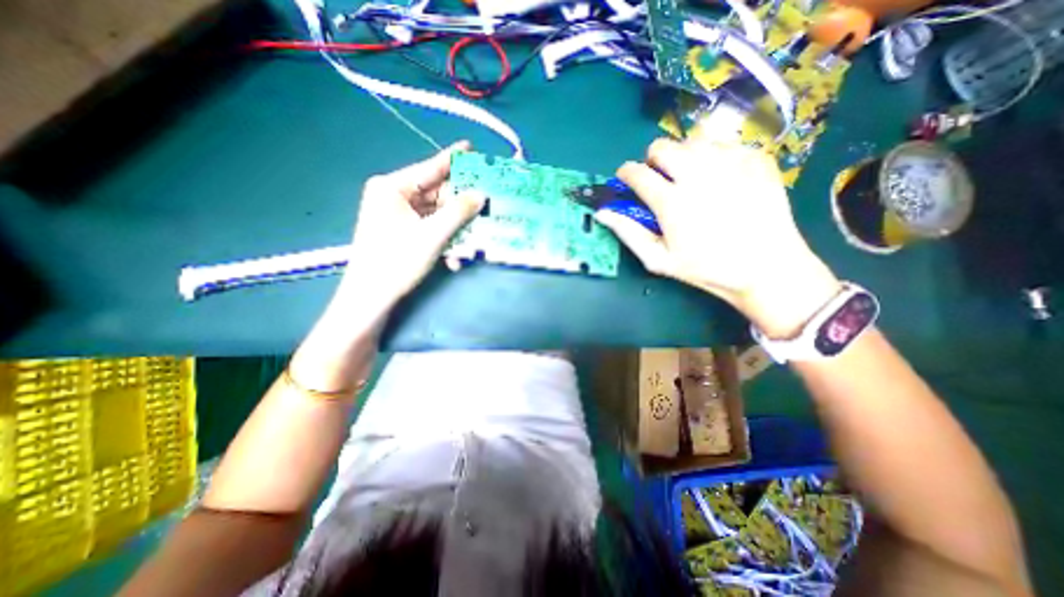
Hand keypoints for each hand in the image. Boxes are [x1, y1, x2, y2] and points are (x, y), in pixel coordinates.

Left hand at [340, 139, 484, 305]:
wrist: (371, 297)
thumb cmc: (397, 261)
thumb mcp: (433, 235)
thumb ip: (459, 212)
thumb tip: (481, 194)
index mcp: (392, 188)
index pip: (429, 168)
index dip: (452, 159)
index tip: (471, 147)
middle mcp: (393, 196)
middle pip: (435, 194)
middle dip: (460, 207)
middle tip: (484, 205)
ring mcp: (397, 215)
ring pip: (436, 214)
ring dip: (455, 229)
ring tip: (473, 239)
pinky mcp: (402, 231)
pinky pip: (430, 228)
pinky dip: (444, 240)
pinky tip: (455, 258)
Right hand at [598, 135, 838, 336]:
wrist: (767, 266)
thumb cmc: (706, 268)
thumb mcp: (659, 259)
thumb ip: (628, 233)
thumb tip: (603, 213)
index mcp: (671, 201)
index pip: (636, 172)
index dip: (626, 173)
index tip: (627, 180)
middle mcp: (698, 173)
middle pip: (662, 146)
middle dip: (653, 161)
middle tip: (661, 180)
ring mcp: (730, 161)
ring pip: (692, 141)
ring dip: (683, 157)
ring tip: (691, 179)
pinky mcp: (757, 157)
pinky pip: (724, 144)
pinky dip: (714, 157)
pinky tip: (721, 179)